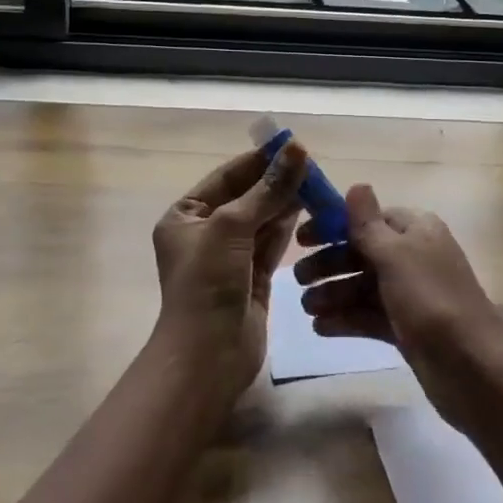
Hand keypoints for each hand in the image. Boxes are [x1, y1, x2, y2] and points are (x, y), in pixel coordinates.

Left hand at [151, 142, 307, 401]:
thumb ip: (268, 190)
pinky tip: (309, 207)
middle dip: (276, 180)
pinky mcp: (253, 277)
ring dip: (286, 200)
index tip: (290, 144)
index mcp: (185, 216)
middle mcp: (205, 232)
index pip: (226, 177)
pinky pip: (272, 242)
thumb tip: (296, 149)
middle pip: (246, 196)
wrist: (208, 357)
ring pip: (262, 218)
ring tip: (316, 180)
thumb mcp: (232, 227)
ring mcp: (230, 256)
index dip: (258, 160)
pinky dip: (288, 225)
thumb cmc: (207, 283)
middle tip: (310, 162)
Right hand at [295, 186, 502, 431]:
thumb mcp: (396, 256)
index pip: (369, 218)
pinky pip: (370, 316)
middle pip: (362, 251)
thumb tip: (357, 184)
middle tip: (297, 279)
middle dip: (329, 263)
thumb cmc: (431, 301)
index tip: (302, 239)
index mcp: (417, 230)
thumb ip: (369, 224)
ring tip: (306, 308)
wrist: (474, 370)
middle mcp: (414, 256)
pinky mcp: (407, 328)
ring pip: (363, 286)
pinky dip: (346, 319)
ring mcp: (411, 294)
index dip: (335, 225)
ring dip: (333, 293)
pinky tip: (320, 328)